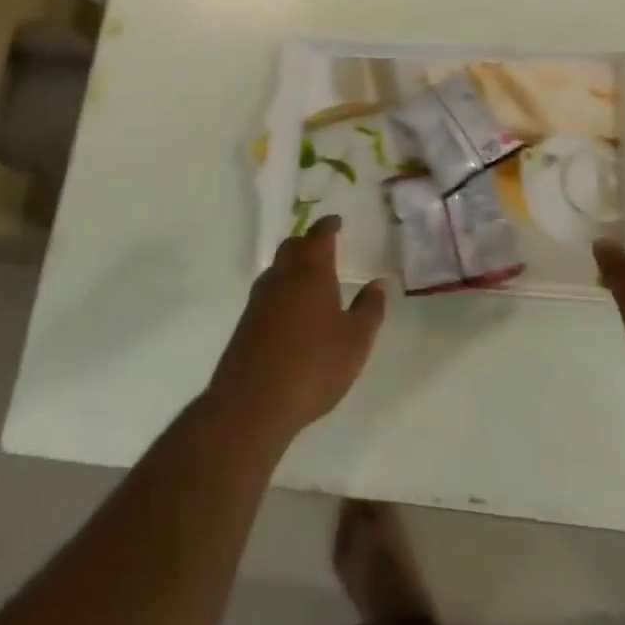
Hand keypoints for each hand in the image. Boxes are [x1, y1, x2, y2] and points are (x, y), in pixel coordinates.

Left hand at [207, 214, 386, 441]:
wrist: (252, 403)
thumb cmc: (313, 366)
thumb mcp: (355, 341)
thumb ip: (370, 309)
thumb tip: (378, 283)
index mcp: (311, 271)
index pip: (319, 236)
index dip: (328, 226)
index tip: (336, 221)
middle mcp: (282, 276)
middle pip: (293, 246)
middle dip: (308, 242)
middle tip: (324, 247)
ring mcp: (259, 299)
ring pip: (277, 268)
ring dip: (293, 265)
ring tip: (309, 278)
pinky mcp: (246, 322)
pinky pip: (267, 292)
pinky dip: (282, 289)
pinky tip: (291, 310)